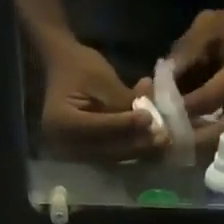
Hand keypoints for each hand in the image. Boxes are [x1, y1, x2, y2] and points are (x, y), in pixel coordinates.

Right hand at [40, 39, 167, 161]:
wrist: (62, 69)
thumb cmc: (79, 66)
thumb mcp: (101, 77)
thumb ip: (122, 101)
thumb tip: (149, 121)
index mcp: (60, 123)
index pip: (98, 129)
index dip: (124, 125)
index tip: (149, 119)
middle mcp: (64, 146)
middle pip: (106, 150)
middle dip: (137, 144)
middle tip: (163, 138)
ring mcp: (74, 155)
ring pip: (112, 157)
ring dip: (139, 150)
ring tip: (162, 141)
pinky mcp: (85, 156)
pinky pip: (112, 157)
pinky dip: (132, 148)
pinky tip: (151, 140)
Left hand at [171, 0, 223, 152]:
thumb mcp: (208, 27)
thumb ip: (184, 55)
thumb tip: (155, 90)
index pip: (212, 97)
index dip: (182, 110)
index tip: (158, 116)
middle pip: (223, 134)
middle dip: (191, 142)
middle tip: (164, 144)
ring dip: (199, 154)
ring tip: (173, 151)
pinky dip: (210, 155)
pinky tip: (189, 150)